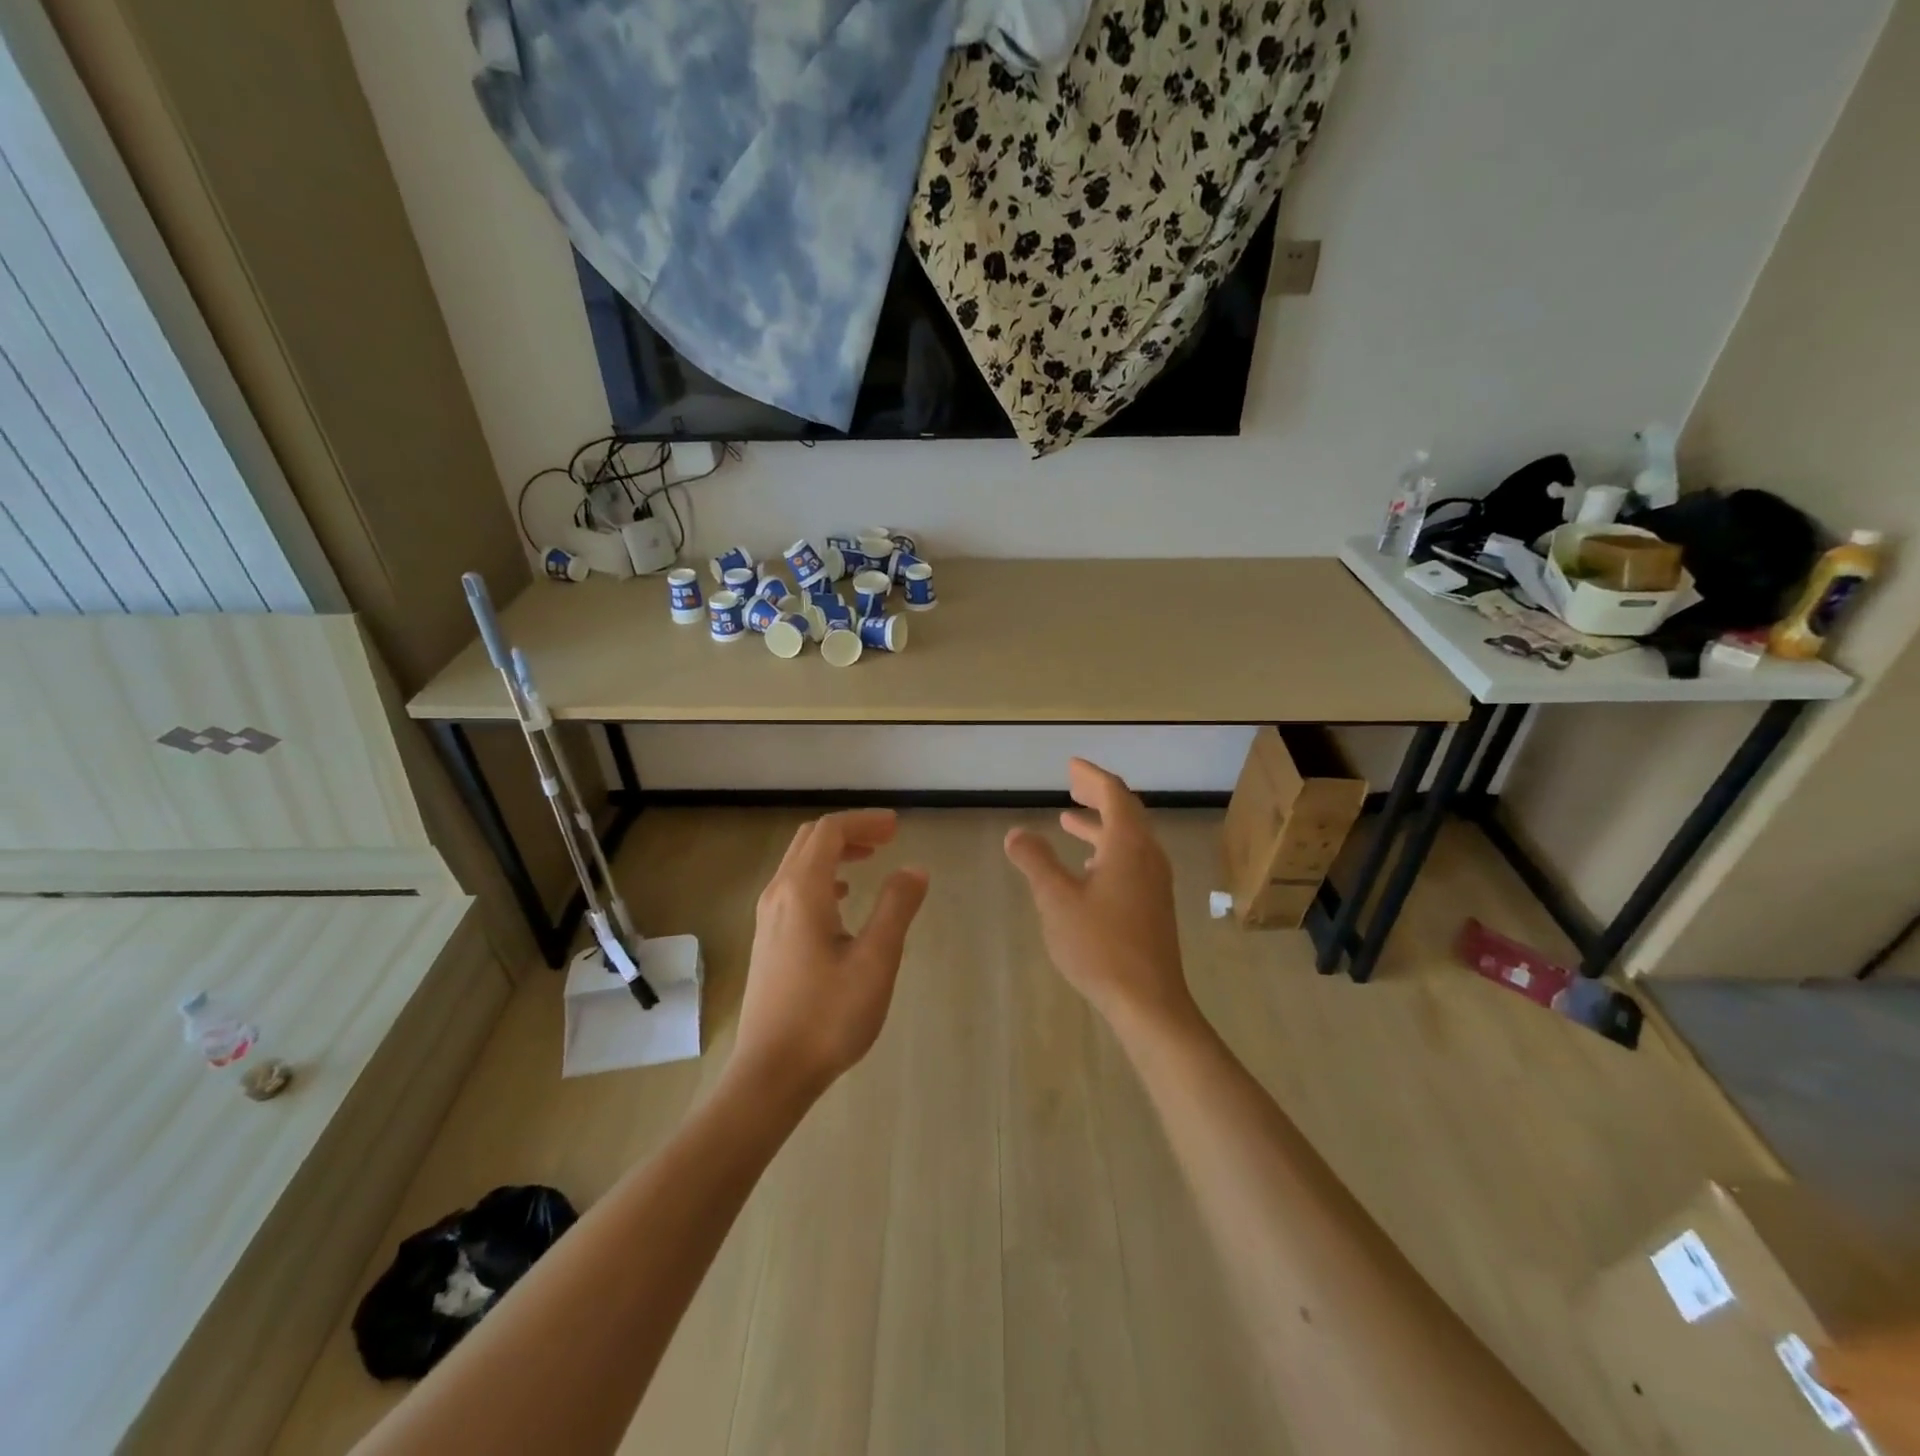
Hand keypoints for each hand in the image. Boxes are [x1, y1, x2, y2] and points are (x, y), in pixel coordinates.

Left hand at [732, 810, 929, 1105]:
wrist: (772, 1072)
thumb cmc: (828, 1016)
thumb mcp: (876, 960)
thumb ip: (896, 908)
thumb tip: (914, 869)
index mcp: (802, 891)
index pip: (830, 831)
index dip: (864, 821)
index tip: (897, 827)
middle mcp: (778, 894)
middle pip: (810, 840)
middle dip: (850, 830)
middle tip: (887, 838)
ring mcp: (768, 918)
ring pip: (799, 863)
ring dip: (835, 852)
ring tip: (870, 860)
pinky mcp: (768, 940)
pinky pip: (794, 888)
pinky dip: (822, 876)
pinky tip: (842, 899)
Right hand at [1003, 759, 1199, 1037]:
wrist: (1148, 1000)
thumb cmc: (1100, 945)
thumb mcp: (1057, 900)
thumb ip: (1035, 862)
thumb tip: (1016, 833)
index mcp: (1128, 845)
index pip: (1113, 793)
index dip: (1091, 776)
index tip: (1070, 765)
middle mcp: (1147, 855)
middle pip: (1125, 811)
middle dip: (1097, 795)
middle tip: (1071, 784)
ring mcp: (1154, 881)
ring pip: (1128, 838)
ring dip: (1099, 825)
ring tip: (1068, 821)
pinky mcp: (1153, 904)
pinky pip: (1131, 859)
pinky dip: (1107, 849)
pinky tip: (1087, 867)